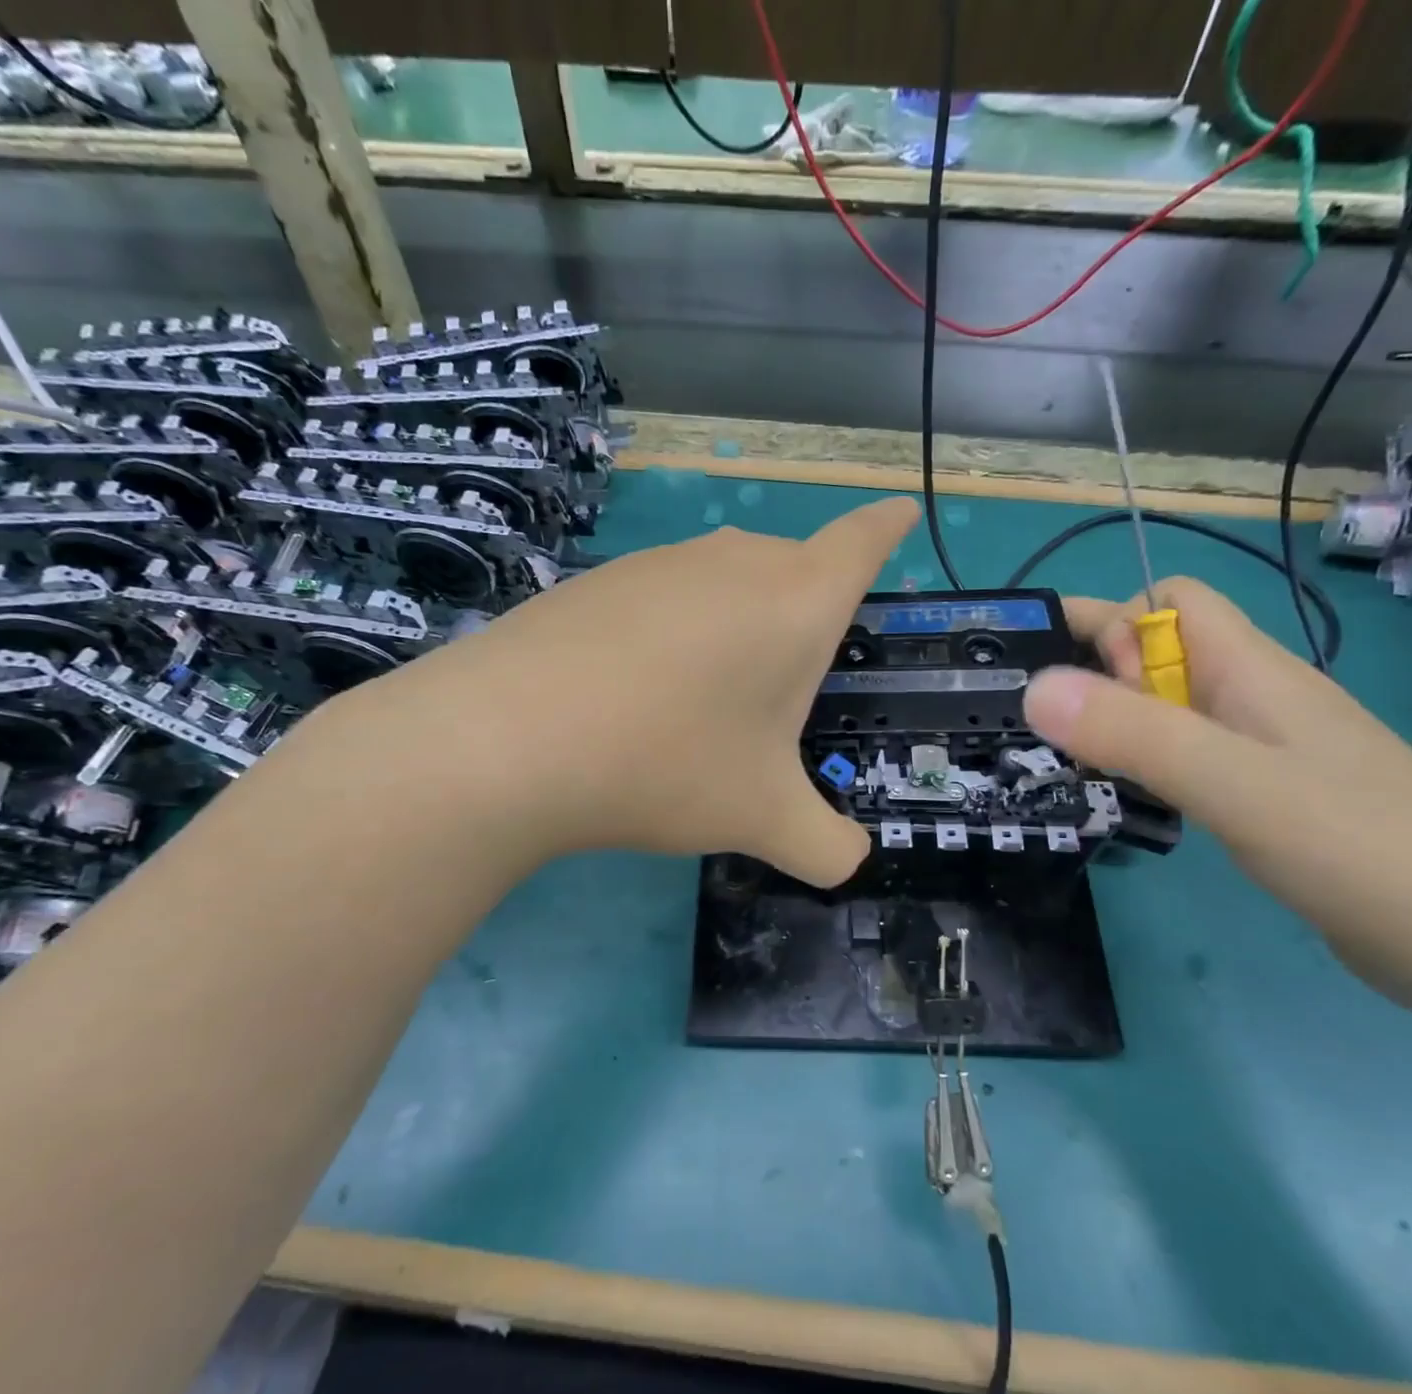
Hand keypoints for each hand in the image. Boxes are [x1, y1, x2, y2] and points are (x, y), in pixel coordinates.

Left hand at [344, 497, 919, 886]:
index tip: (902, 512)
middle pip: (793, 569)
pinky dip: (675, 633)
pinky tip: (638, 690)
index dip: (886, 527)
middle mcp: (735, 562)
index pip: (862, 542)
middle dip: (805, 613)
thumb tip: (848, 862)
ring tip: (706, 700)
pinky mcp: (600, 579)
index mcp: (797, 601)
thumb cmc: (668, 764)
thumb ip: (826, 847)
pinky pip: (665, 598)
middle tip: (787, 684)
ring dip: (736, 627)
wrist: (509, 740)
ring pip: (726, 583)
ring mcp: (661, 563)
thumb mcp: (764, 818)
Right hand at [1022, 577, 1411, 1015]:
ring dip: (1115, 720)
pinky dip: (1145, 761)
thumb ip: (1133, 734)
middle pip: (1162, 653)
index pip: (1169, 601)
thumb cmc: (1360, 848)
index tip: (1057, 675)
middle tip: (1039, 725)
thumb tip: (1033, 688)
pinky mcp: (1268, 796)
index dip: (1110, 622)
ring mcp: (1265, 749)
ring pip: (1171, 708)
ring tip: (1063, 760)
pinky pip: (1188, 754)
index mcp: (1252, 671)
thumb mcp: (1234, 785)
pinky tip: (1125, 795)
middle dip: (1096, 672)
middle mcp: (1255, 697)